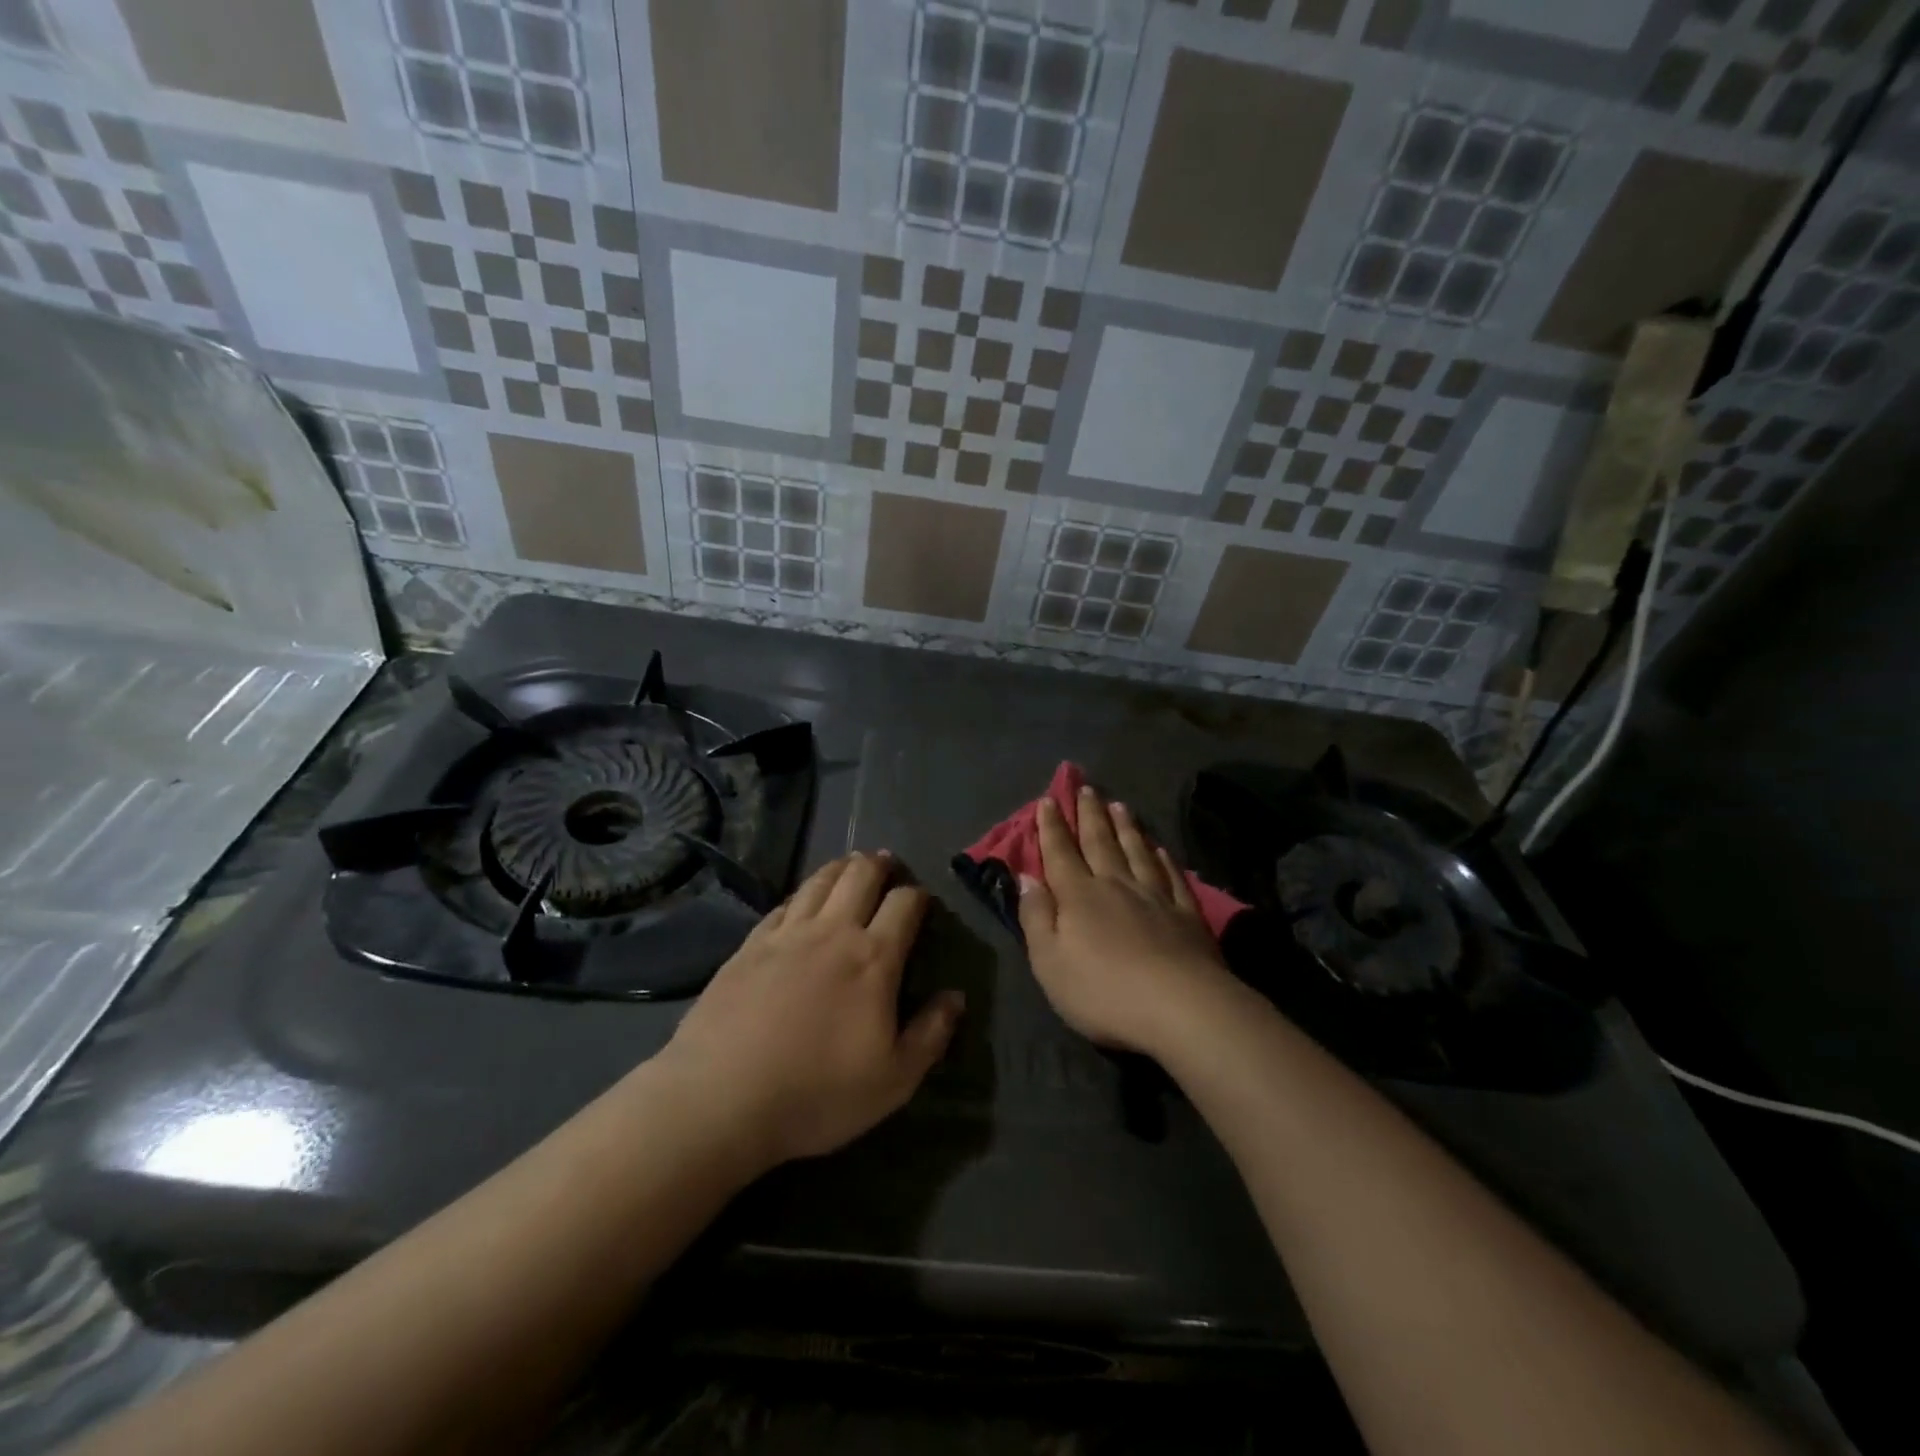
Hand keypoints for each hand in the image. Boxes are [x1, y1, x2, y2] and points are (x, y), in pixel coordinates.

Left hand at [656, 852, 962, 1171]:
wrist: (720, 1098)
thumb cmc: (816, 1093)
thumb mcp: (893, 1081)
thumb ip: (930, 1034)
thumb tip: (955, 997)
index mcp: (873, 958)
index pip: (904, 905)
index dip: (918, 895)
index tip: (922, 898)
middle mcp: (832, 932)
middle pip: (860, 877)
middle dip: (879, 865)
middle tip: (887, 863)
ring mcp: (786, 935)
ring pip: (819, 882)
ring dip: (840, 868)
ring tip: (850, 865)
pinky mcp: (749, 946)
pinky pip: (782, 905)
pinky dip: (800, 894)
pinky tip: (800, 900)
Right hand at [1018, 787, 1232, 1058]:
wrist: (1180, 1007)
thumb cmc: (1102, 991)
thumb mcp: (1049, 962)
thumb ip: (1036, 917)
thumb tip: (1026, 878)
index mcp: (1079, 896)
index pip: (1060, 853)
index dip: (1052, 827)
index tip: (1048, 800)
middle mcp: (1116, 885)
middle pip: (1100, 842)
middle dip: (1090, 814)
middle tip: (1086, 787)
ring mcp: (1155, 897)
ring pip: (1136, 851)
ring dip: (1125, 827)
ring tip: (1119, 805)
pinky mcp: (1186, 914)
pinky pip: (1171, 875)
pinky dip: (1162, 857)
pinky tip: (1159, 848)